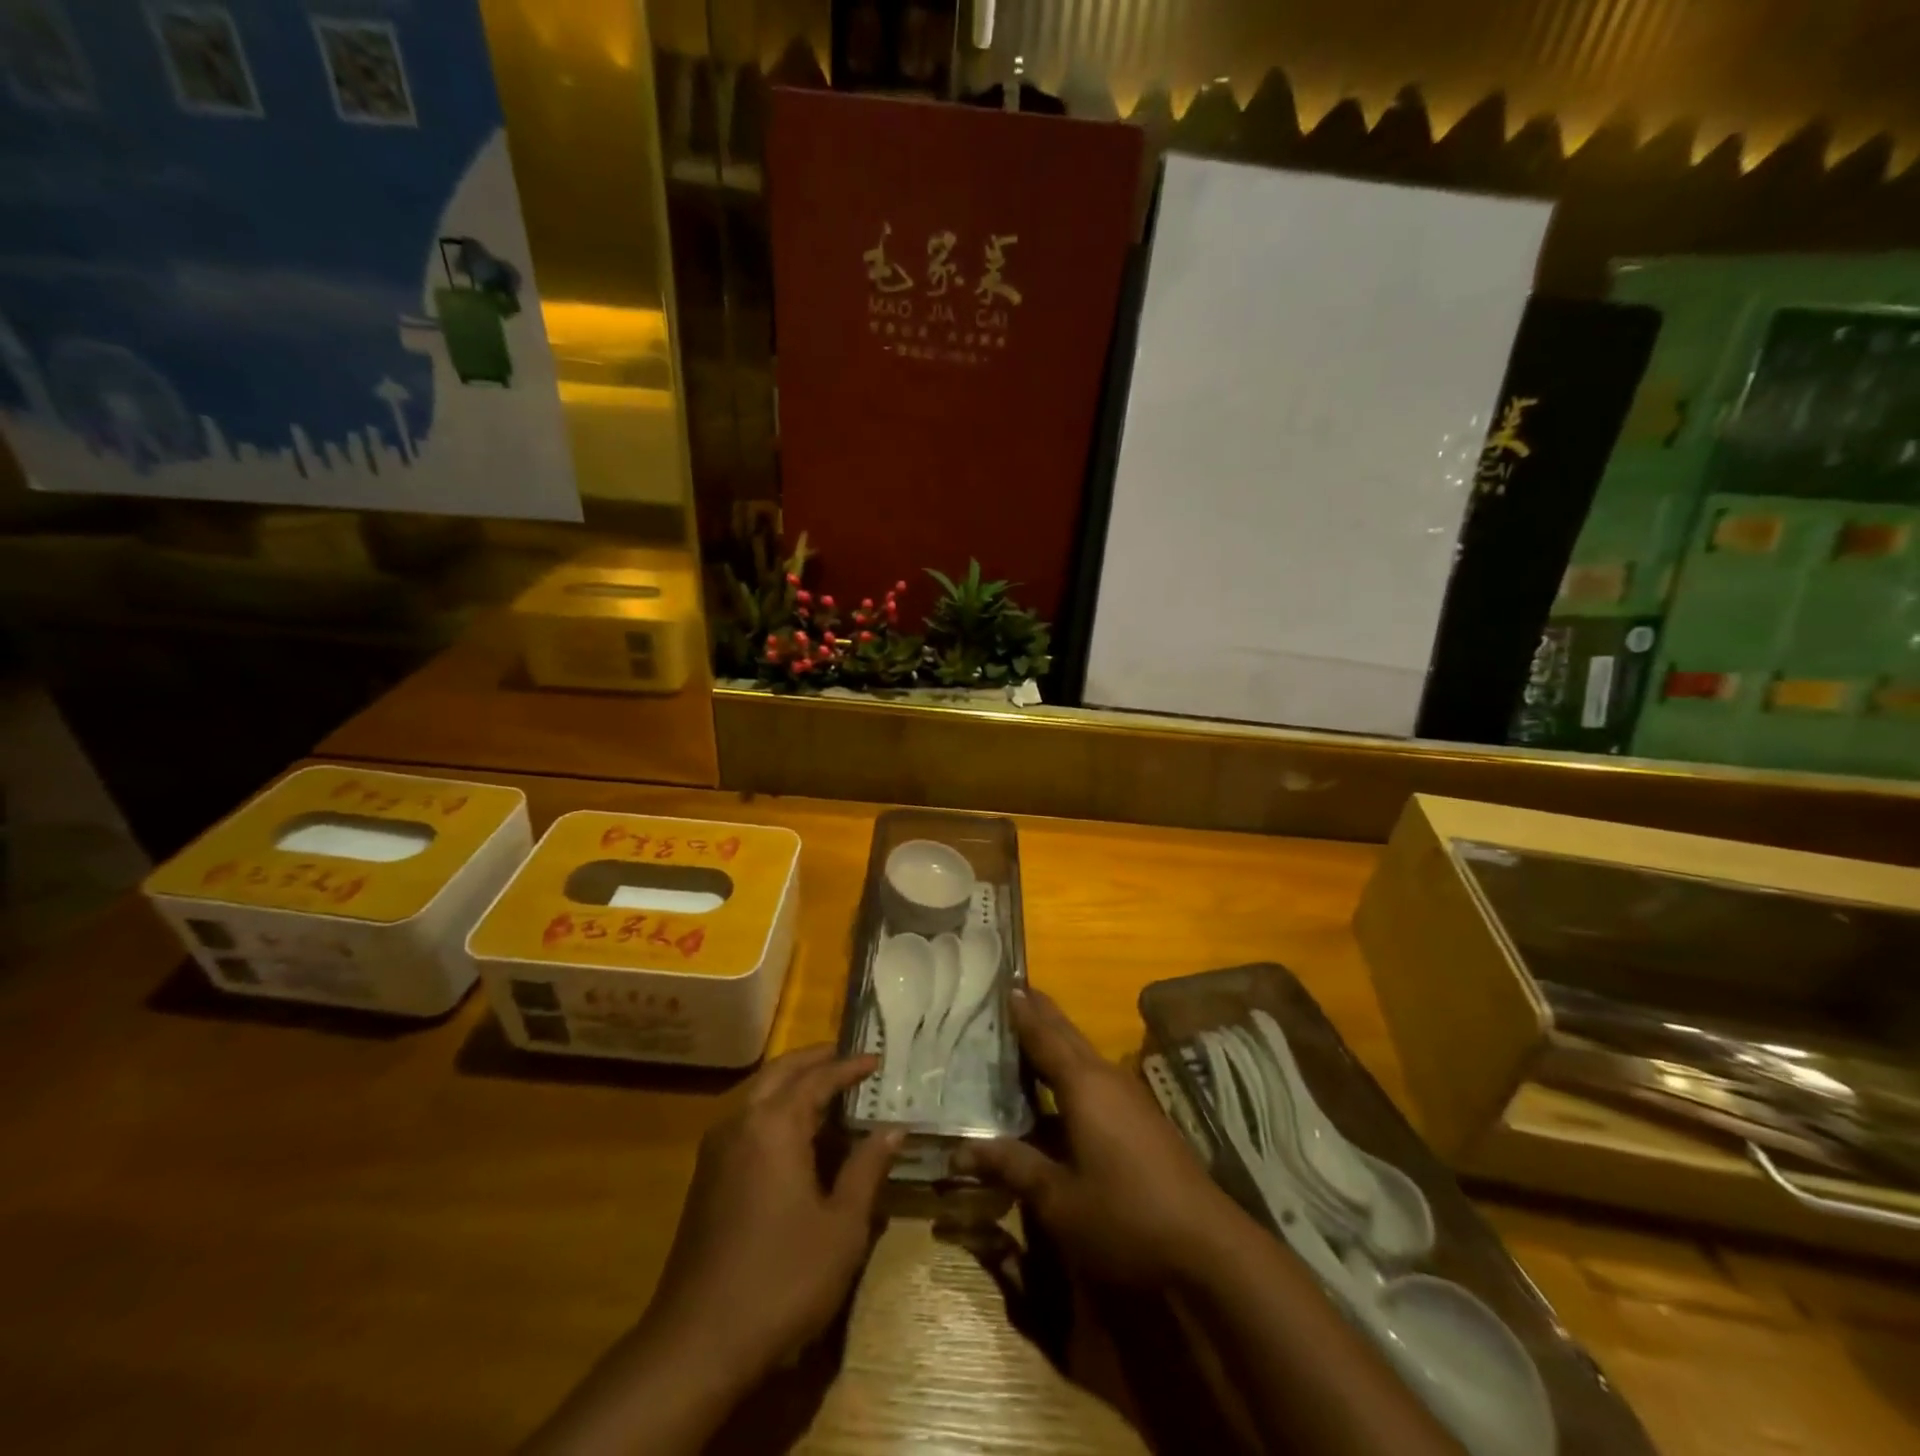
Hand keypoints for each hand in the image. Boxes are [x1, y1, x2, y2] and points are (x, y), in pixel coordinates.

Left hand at [646, 1045, 901, 1377]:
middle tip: (846, 1057)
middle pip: (780, 1072)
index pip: (818, 1079)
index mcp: (774, 1125)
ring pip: (757, 1093)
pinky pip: (745, 1120)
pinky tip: (794, 1132)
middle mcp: (741, 1123)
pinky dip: (773, 1107)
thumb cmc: (782, 1279)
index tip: (877, 1059)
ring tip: (825, 1087)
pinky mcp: (706, 1177)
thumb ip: (867, 1169)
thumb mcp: (842, 1227)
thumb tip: (893, 1128)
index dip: (850, 1067)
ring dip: (791, 1082)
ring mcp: (717, 1149)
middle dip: (814, 1060)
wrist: (697, 1344)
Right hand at [960, 989, 1246, 1285]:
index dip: (1022, 1012)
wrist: (1208, 1247)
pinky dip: (1072, 1068)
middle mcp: (1107, 1079)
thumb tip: (961, 1148)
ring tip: (1029, 1031)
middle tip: (1014, 992)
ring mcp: (1130, 1098)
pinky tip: (1061, 1088)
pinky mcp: (1143, 1120)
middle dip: (1041, 1014)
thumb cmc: (1125, 1217)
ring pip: (1084, 1056)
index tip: (1003, 983)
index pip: (1044, 1036)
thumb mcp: (1059, 1200)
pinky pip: (1097, 1078)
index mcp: (1083, 1085)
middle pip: (1067, 1036)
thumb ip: (1013, 1166)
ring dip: (1057, 1040)